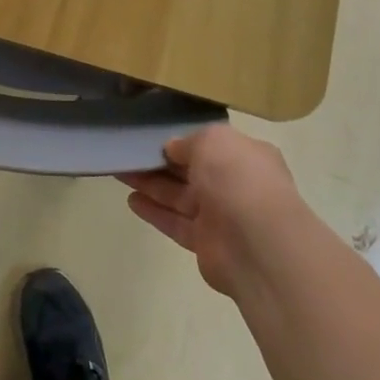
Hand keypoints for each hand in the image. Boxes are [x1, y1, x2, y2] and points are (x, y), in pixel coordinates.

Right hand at [118, 123, 305, 294]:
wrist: (259, 245)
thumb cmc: (238, 179)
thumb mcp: (212, 141)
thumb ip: (189, 142)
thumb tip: (172, 148)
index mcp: (245, 156)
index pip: (211, 144)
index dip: (183, 140)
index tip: (153, 134)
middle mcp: (235, 184)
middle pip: (191, 170)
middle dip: (160, 162)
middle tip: (128, 152)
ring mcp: (221, 215)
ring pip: (179, 196)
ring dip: (151, 184)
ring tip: (120, 172)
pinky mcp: (205, 243)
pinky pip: (175, 222)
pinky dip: (154, 211)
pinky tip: (131, 200)